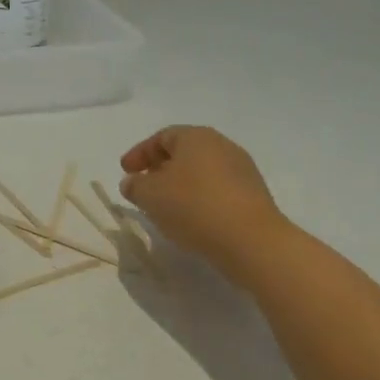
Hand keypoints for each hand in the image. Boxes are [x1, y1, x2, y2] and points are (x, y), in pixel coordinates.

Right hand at [119, 126, 287, 276]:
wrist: (252, 241)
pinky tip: (192, 218)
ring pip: (202, 172)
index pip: (161, 137)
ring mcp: (242, 170)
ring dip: (181, 185)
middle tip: (144, 185)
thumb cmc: (194, 207)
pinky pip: (218, 190)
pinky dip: (200, 198)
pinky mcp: (254, 196)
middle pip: (184, 152)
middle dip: (160, 168)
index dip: (139, 153)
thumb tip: (132, 182)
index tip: (125, 172)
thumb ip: (135, 185)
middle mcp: (222, 146)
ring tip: (166, 206)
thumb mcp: (150, 195)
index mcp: (196, 137)